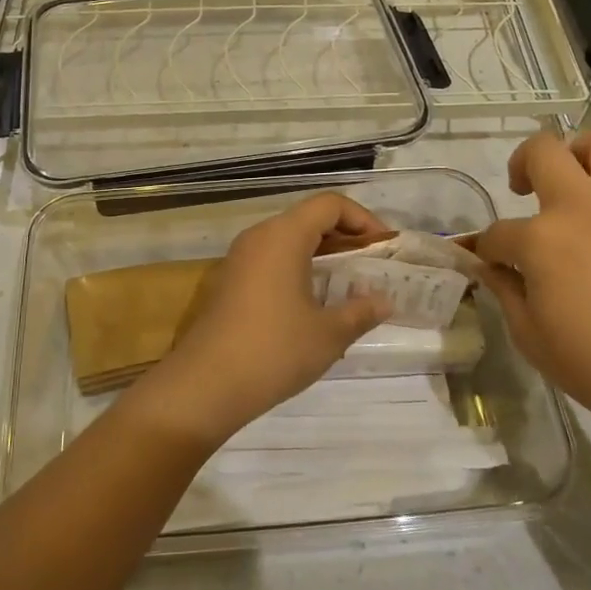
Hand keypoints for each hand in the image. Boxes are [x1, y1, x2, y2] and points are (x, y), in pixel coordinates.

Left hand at [126, 193, 393, 449]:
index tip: (384, 248)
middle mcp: (259, 236)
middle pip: (308, 218)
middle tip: (372, 266)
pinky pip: (271, 260)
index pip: (329, 205)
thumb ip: (360, 311)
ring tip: (348, 285)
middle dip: (344, 237)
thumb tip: (384, 301)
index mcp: (283, 236)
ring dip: (321, 254)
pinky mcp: (229, 281)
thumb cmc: (274, 350)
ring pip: (288, 240)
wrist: (206, 384)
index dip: (362, 219)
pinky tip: (313, 303)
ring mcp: (239, 258)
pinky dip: (298, 268)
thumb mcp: (328, 334)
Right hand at [471, 129, 590, 453]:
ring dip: (583, 151)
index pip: (497, 233)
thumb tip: (490, 267)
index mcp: (541, 240)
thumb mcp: (530, 337)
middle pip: (543, 151)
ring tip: (577, 177)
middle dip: (521, 164)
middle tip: (522, 189)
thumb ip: (505, 292)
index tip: (487, 264)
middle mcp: (583, 208)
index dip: (486, 249)